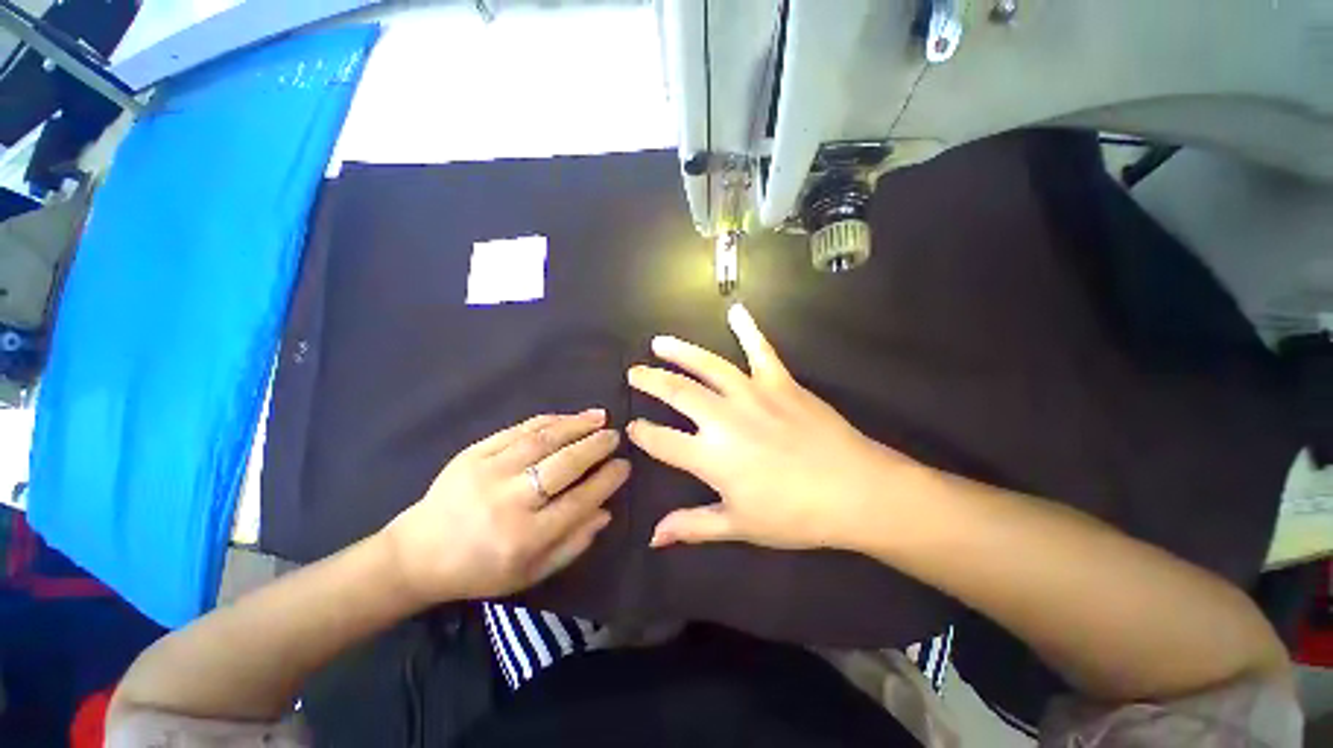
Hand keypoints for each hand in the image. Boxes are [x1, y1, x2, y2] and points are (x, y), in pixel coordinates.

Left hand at [382, 410, 628, 602]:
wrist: (419, 553)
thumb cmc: (481, 569)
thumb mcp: (532, 573)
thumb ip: (573, 544)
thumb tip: (606, 511)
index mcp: (525, 538)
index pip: (580, 502)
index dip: (607, 481)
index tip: (624, 466)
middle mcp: (509, 502)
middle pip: (564, 465)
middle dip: (596, 447)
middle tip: (615, 437)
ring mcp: (488, 472)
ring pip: (543, 441)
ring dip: (576, 426)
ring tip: (600, 417)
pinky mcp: (473, 453)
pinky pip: (518, 430)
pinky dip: (548, 421)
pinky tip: (567, 417)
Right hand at [627, 304, 923, 549]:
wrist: (855, 491)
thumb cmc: (794, 515)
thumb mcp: (739, 526)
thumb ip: (692, 526)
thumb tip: (654, 537)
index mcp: (710, 456)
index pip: (661, 440)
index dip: (642, 433)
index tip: (632, 427)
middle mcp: (723, 418)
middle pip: (676, 392)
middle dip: (650, 381)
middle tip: (634, 372)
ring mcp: (752, 394)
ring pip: (708, 365)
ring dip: (680, 352)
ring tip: (660, 343)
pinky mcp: (780, 382)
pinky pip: (761, 350)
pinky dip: (748, 329)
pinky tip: (736, 311)